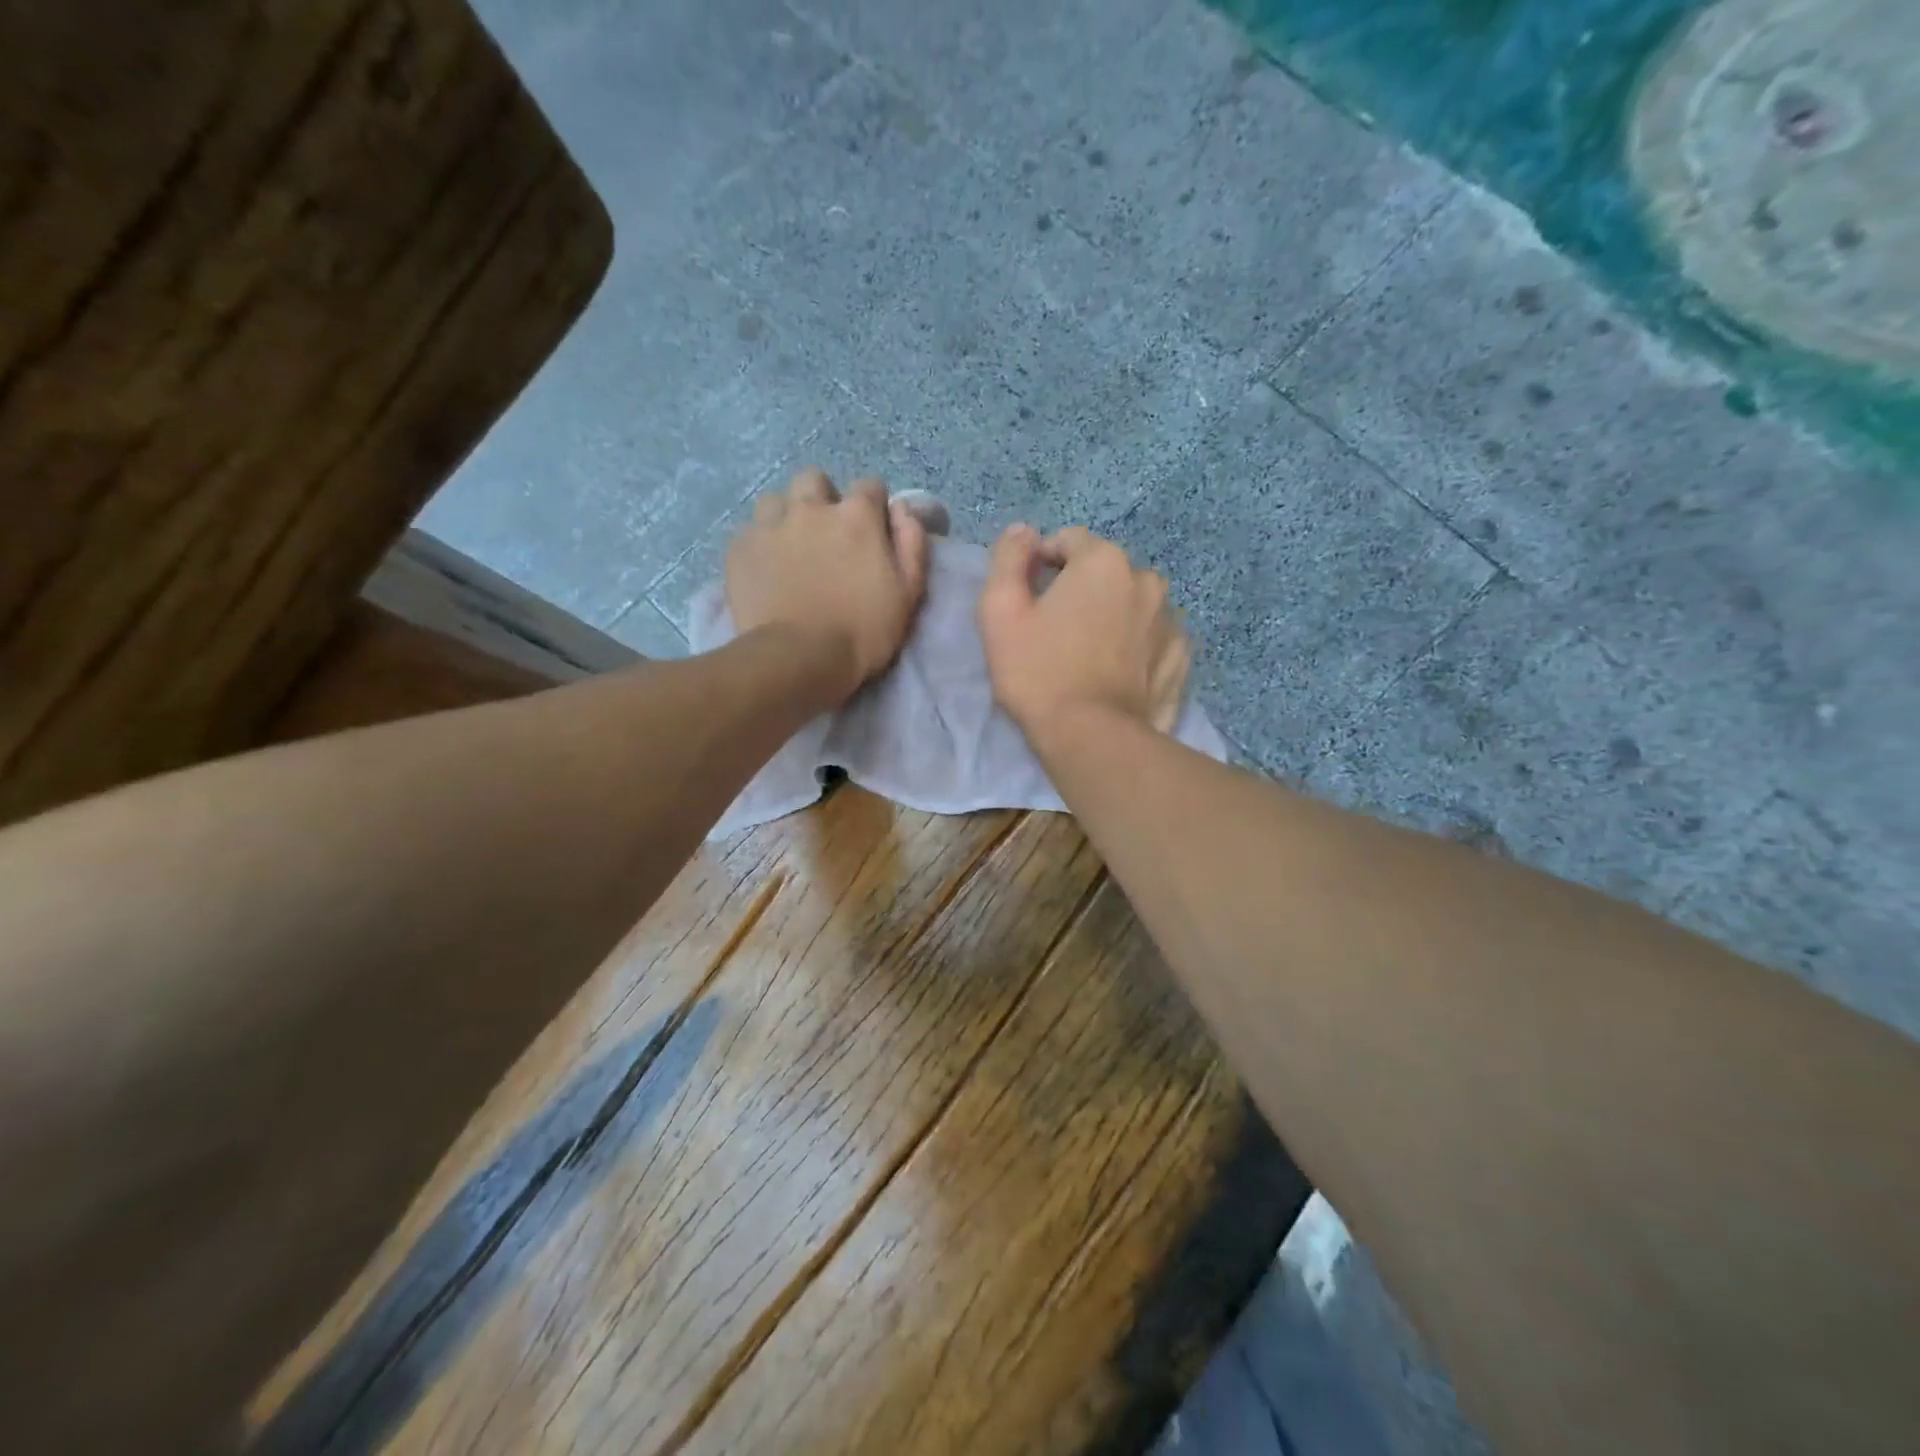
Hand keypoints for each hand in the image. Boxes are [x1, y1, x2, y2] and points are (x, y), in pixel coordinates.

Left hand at [725, 468, 929, 702]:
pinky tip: (766, 569)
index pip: (870, 486)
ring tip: (791, 548)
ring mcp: (769, 525)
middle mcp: (811, 508)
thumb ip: (912, 542)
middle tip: (827, 535)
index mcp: (856, 516)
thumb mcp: (908, 591)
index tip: (873, 532)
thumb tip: (902, 508)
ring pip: (776, 500)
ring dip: (786, 516)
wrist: (798, 659)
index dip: (873, 508)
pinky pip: (749, 530)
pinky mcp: (739, 548)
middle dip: (823, 499)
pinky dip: (760, 543)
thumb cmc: (863, 631)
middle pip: (815, 480)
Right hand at [977, 524, 1191, 741]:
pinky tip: (1115, 672)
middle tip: (1056, 632)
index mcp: (1103, 561)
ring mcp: (1170, 618)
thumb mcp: (1000, 612)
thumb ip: (1008, 559)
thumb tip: (1023, 530)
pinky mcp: (1181, 656)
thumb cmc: (1038, 672)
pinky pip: (1151, 635)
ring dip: (1111, 614)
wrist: (1092, 738)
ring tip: (1088, 655)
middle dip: (1080, 589)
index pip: (1068, 541)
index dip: (1042, 564)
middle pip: (1103, 571)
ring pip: (1131, 602)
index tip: (1029, 600)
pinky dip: (1135, 643)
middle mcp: (1146, 579)